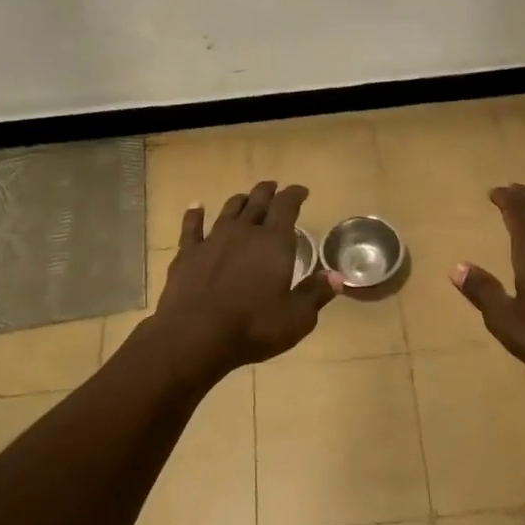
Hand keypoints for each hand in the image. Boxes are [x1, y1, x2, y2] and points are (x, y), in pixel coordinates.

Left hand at [151, 180, 342, 373]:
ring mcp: (213, 240)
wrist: (195, 337)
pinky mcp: (188, 254)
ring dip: (239, 201)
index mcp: (274, 242)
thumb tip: (336, 276)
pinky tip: (195, 207)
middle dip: (268, 192)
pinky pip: (192, 227)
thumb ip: (316, 294)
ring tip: (245, 198)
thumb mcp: (296, 318)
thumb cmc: (253, 327)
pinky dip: (195, 214)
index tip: (301, 191)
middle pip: (257, 202)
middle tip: (274, 187)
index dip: (295, 195)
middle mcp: (244, 232)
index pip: (287, 206)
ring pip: (229, 210)